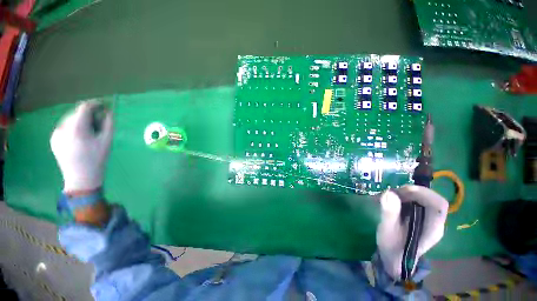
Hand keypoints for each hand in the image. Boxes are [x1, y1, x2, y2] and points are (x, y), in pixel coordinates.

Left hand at [50, 100, 112, 193]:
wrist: (81, 177)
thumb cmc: (98, 159)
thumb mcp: (107, 140)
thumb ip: (108, 123)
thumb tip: (108, 111)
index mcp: (77, 128)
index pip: (84, 107)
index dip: (95, 104)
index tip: (104, 106)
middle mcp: (63, 128)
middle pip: (77, 113)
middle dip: (89, 115)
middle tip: (100, 124)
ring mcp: (56, 134)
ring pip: (71, 120)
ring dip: (82, 122)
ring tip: (90, 133)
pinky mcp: (53, 139)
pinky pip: (65, 127)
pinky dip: (74, 128)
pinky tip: (80, 139)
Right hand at [376, 185, 448, 279]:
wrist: (393, 257)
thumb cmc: (392, 247)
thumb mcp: (387, 231)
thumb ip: (390, 213)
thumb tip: (389, 193)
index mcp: (433, 228)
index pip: (438, 205)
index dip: (424, 193)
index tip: (404, 190)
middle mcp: (434, 222)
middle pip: (430, 199)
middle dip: (411, 192)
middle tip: (392, 193)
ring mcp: (427, 219)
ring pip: (422, 198)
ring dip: (406, 194)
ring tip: (389, 197)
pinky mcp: (419, 217)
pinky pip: (415, 201)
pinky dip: (403, 197)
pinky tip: (391, 200)